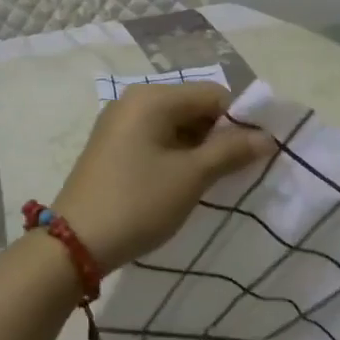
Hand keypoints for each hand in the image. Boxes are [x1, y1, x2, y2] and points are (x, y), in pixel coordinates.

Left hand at [53, 83, 273, 272]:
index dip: (239, 120)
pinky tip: (184, 181)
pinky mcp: (112, 145)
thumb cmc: (138, 202)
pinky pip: (156, 137)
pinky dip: (176, 153)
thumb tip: (266, 138)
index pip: (212, 94)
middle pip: (193, 106)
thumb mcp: (191, 177)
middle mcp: (134, 100)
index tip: (256, 152)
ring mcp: (119, 123)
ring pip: (175, 124)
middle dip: (219, 134)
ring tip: (213, 179)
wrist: (73, 245)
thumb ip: (231, 151)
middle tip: (237, 169)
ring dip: (199, 146)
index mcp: (153, 98)